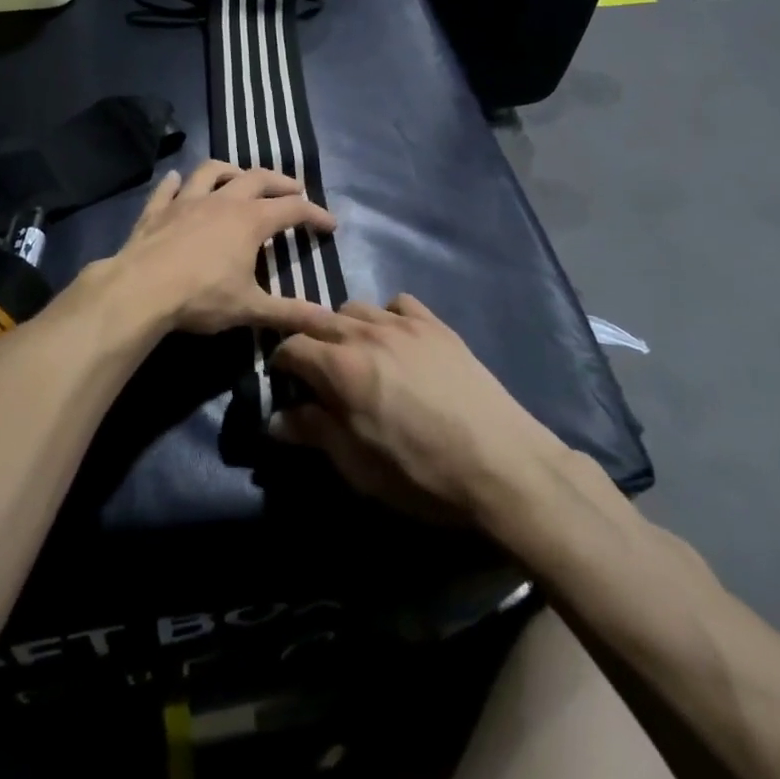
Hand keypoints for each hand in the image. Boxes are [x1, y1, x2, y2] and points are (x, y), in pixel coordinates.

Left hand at [112, 161, 338, 336]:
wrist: (141, 289)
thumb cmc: (201, 297)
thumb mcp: (250, 308)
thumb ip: (291, 312)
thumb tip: (331, 321)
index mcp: (250, 220)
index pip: (293, 210)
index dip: (315, 215)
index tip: (331, 225)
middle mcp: (222, 200)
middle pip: (257, 178)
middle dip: (281, 182)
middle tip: (295, 189)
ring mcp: (186, 200)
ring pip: (212, 171)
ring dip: (230, 170)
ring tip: (239, 176)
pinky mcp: (157, 209)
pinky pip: (168, 188)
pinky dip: (175, 182)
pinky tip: (176, 180)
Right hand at [269, 295, 560, 524]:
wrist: (503, 465)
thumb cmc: (422, 474)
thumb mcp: (359, 467)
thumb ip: (314, 433)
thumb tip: (276, 419)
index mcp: (340, 368)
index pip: (291, 347)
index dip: (281, 364)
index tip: (286, 383)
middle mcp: (366, 333)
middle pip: (318, 319)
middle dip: (307, 340)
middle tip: (313, 369)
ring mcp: (404, 324)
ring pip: (355, 308)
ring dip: (344, 328)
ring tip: (355, 355)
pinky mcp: (436, 325)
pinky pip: (397, 304)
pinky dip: (386, 317)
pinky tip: (395, 342)